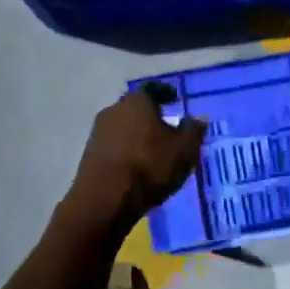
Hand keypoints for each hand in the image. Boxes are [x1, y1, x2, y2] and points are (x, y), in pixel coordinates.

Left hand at [67, 84, 208, 228]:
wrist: (104, 200)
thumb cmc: (149, 167)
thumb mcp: (183, 151)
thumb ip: (193, 131)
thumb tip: (200, 118)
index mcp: (137, 102)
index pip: (153, 88)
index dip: (165, 93)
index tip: (174, 99)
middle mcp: (114, 110)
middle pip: (135, 106)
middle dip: (150, 114)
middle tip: (165, 125)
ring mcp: (98, 132)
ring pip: (122, 125)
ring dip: (136, 133)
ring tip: (151, 147)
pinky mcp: (89, 153)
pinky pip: (113, 144)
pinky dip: (125, 148)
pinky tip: (135, 163)